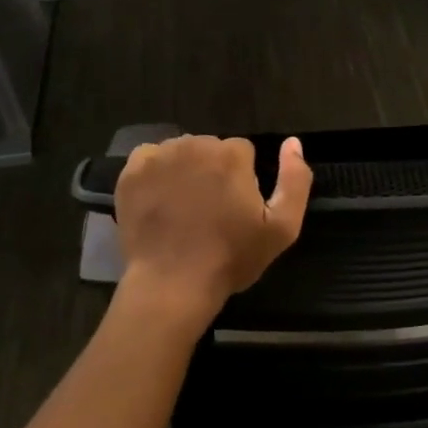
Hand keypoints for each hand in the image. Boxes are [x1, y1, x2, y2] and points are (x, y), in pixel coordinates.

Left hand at [114, 135, 312, 316]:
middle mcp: (195, 145)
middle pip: (210, 148)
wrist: (172, 284)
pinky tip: (160, 201)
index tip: (236, 207)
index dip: (243, 178)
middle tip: (210, 210)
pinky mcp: (132, 172)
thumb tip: (293, 143)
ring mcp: (159, 157)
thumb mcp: (282, 228)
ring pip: (181, 152)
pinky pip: (150, 159)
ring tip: (184, 208)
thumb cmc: (231, 257)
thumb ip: (296, 180)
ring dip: (185, 171)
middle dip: (214, 171)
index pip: (242, 151)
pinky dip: (156, 174)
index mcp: (232, 154)